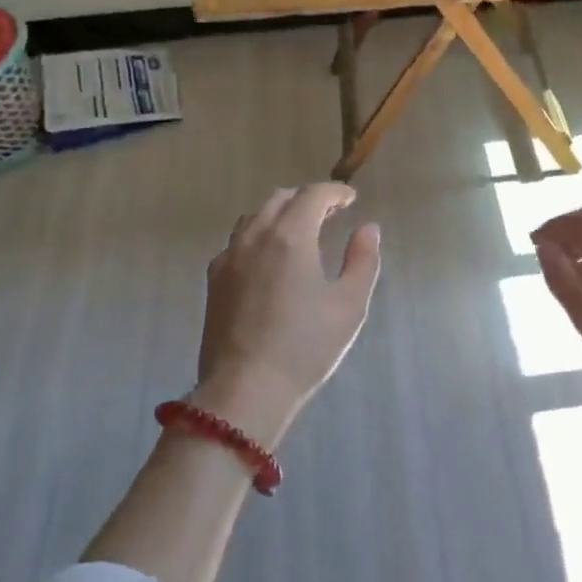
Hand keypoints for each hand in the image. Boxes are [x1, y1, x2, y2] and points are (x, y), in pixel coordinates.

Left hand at [192, 184, 381, 447]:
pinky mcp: (214, 280)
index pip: (313, 195)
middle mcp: (256, 236)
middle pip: (280, 199)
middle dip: (307, 199)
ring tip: (299, 231)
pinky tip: (268, 259)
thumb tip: (368, 229)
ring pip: (255, 217)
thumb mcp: (349, 305)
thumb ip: (362, 260)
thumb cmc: (305, 347)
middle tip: (330, 212)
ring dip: (280, 214)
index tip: (350, 198)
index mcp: (291, 236)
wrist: (244, 389)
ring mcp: (229, 257)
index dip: (334, 192)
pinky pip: (238, 241)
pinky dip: (258, 235)